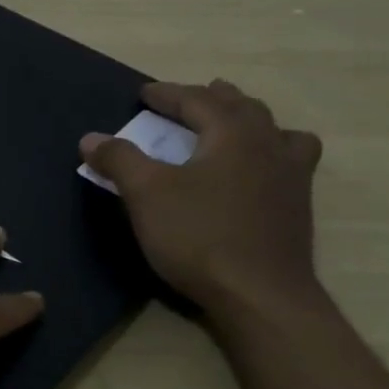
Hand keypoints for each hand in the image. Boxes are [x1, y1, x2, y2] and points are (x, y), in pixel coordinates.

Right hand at [79, 79, 323, 318]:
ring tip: (234, 125)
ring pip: (274, 131)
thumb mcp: (146, 195)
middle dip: (212, 99)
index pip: (197, 100)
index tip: (144, 92)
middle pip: (242, 107)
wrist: (260, 295)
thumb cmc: (199, 237)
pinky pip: (289, 162)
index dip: (167, 94)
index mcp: (233, 134)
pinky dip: (271, 153)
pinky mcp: (297, 207)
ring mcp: (291, 177)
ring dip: (249, 121)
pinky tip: (260, 172)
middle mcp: (269, 145)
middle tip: (189, 100)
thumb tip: (91, 138)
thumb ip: (119, 160)